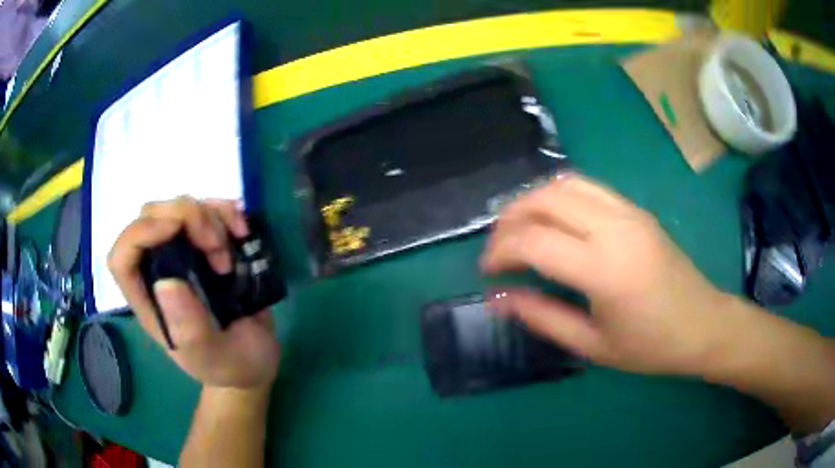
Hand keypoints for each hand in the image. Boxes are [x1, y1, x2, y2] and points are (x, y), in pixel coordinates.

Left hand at [108, 197, 279, 389]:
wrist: (255, 359)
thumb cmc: (231, 365)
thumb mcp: (214, 356)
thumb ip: (190, 329)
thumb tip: (166, 283)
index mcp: (151, 301)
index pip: (123, 258)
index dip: (139, 235)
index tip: (175, 231)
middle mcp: (160, 270)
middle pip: (150, 217)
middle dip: (184, 217)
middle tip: (215, 245)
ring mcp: (183, 254)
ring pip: (180, 206)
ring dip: (209, 217)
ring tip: (231, 252)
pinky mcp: (208, 245)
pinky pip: (209, 208)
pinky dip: (226, 211)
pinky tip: (241, 232)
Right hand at [481, 175, 731, 375]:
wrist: (703, 325)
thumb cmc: (650, 346)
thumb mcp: (592, 345)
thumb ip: (542, 317)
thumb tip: (499, 299)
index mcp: (604, 269)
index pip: (534, 241)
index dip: (500, 252)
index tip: (487, 272)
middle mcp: (615, 228)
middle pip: (545, 199)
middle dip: (509, 219)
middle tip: (497, 248)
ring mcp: (628, 212)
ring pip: (565, 183)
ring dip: (532, 200)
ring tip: (518, 227)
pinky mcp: (636, 209)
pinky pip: (587, 187)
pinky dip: (558, 196)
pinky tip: (553, 220)